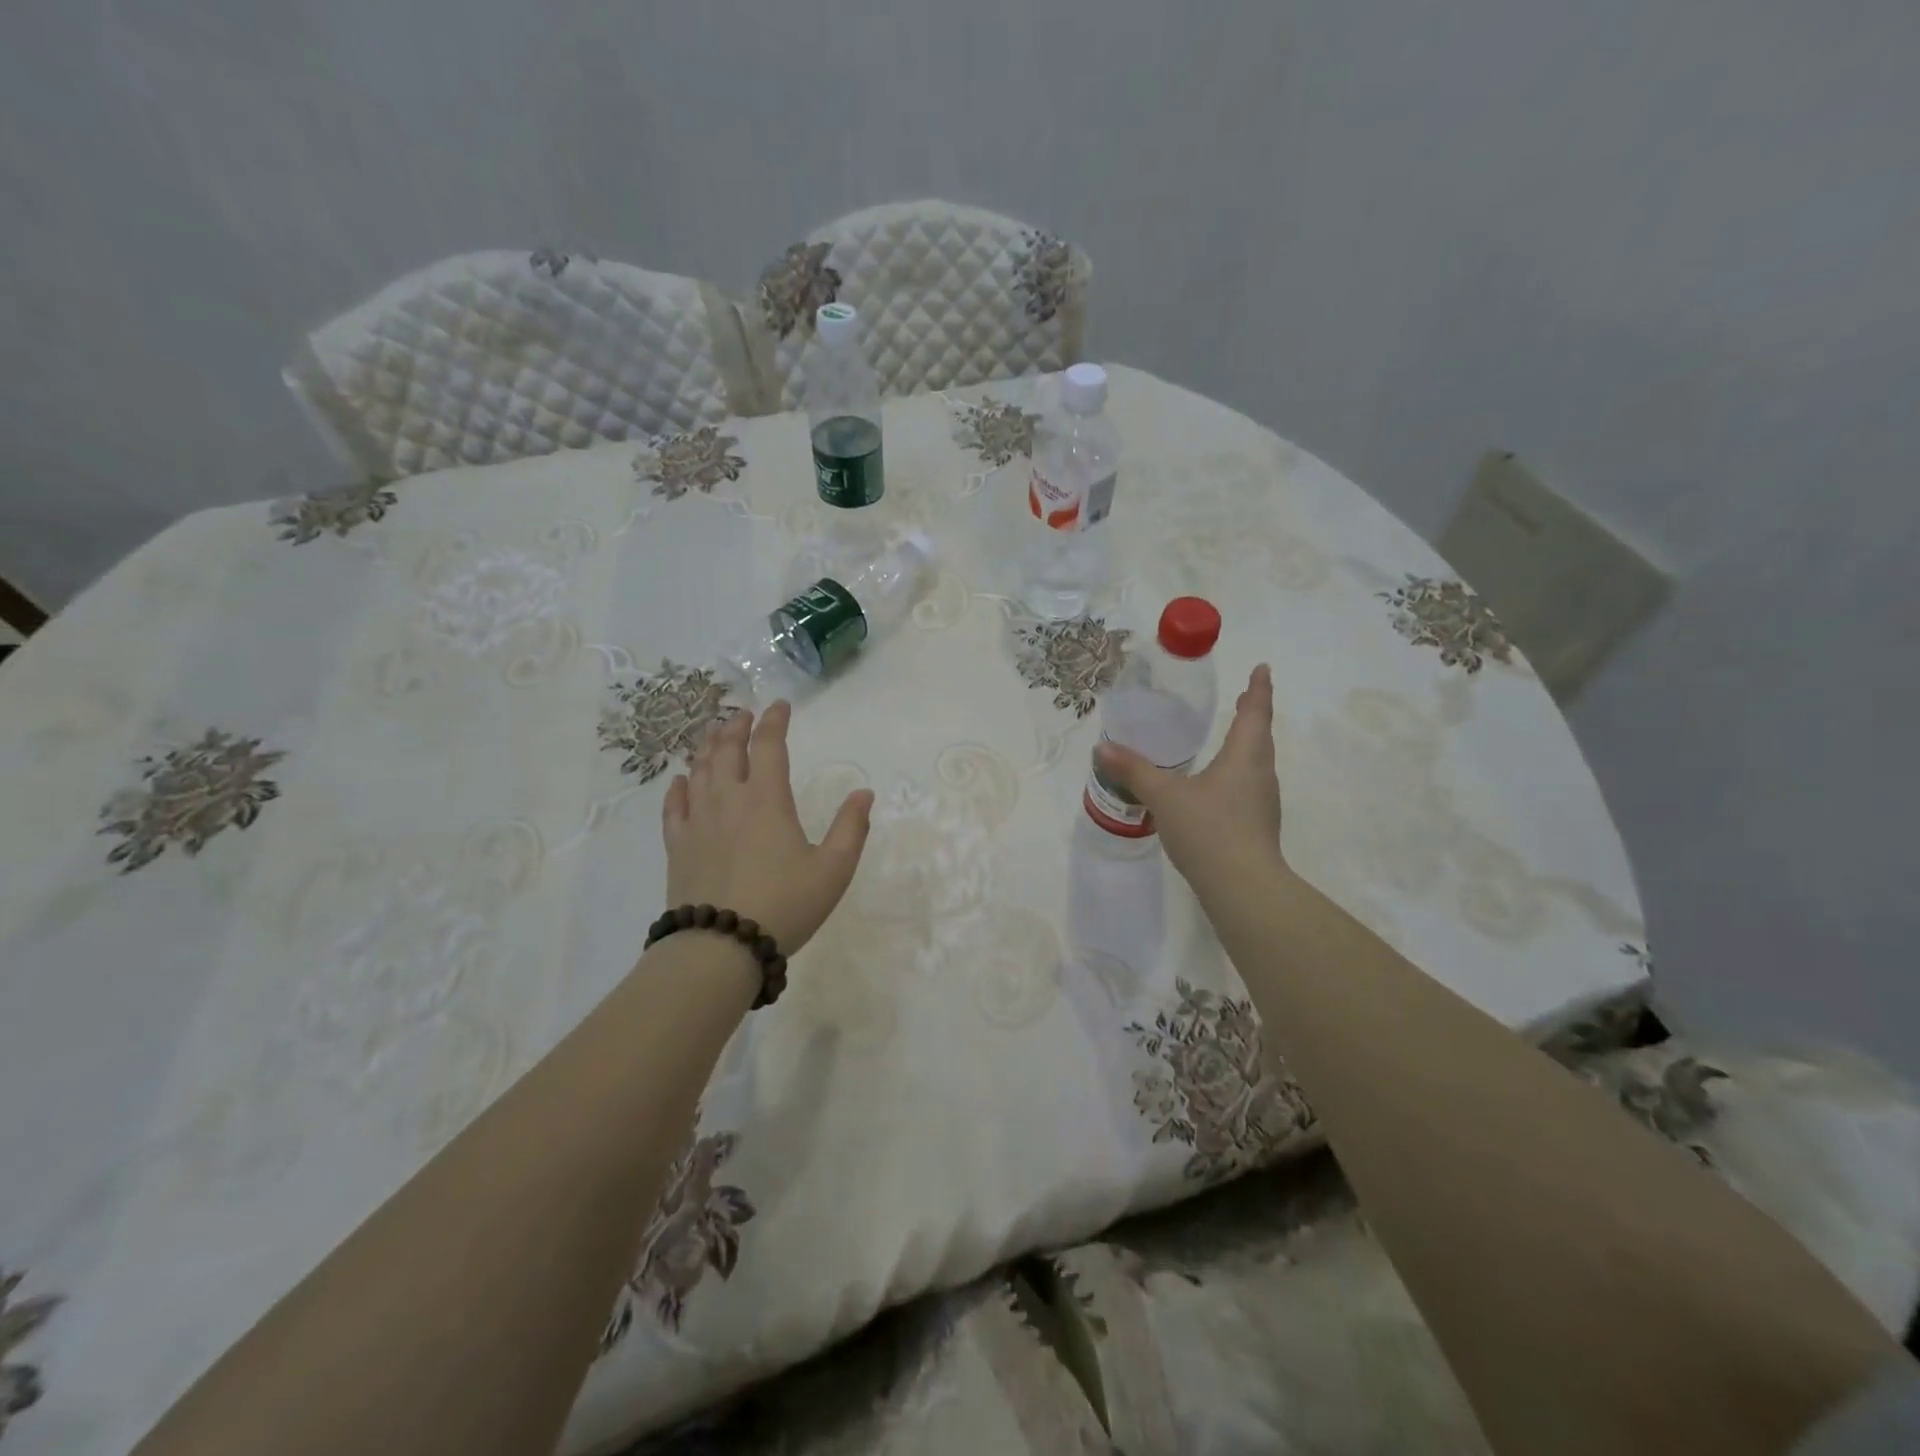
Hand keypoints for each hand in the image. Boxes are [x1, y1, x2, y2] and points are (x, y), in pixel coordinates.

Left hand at [662, 702, 873, 953]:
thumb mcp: (833, 869)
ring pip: (699, 772)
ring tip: (714, 734)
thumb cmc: (785, 905)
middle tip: (743, 714)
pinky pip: (674, 806)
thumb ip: (851, 828)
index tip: (779, 706)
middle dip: (737, 727)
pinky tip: (680, 780)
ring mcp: (698, 822)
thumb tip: (864, 793)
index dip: (774, 722)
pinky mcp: (678, 846)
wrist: (721, 947)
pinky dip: (678, 787)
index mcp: (767, 800)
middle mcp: (729, 800)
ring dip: (708, 747)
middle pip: (728, 751)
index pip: (768, 746)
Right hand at [1094, 664, 1284, 883]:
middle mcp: (1260, 774)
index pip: (1255, 713)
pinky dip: (1238, 772)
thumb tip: (1102, 748)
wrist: (1243, 887)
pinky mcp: (1258, 826)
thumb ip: (1134, 771)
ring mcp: (1263, 803)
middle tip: (1244, 697)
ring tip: (1231, 737)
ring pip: (1257, 763)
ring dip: (1247, 744)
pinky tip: (1218, 786)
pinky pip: (1249, 786)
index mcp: (1244, 757)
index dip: (1259, 689)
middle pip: (1260, 736)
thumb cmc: (1208, 830)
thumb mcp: (1164, 797)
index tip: (1263, 669)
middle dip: (1252, 715)